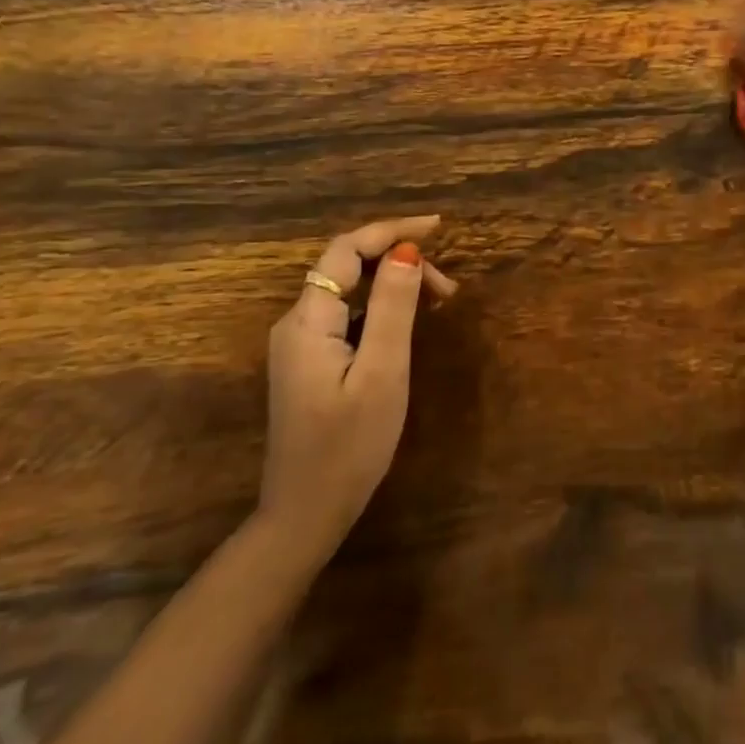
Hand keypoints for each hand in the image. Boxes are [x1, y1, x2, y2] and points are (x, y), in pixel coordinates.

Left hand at [257, 215, 456, 563]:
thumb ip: (393, 308)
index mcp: (308, 321)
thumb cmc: (349, 448)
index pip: (346, 250)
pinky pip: (347, 316)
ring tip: (439, 302)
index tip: (438, 228)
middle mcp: (296, 323)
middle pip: (347, 267)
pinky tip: (408, 323)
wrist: (305, 515)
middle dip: (399, 261)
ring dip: (393, 284)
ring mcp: (300, 344)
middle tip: (448, 289)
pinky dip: (381, 307)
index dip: (391, 231)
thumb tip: (407, 250)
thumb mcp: (382, 374)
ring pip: (349, 291)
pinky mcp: (310, 362)